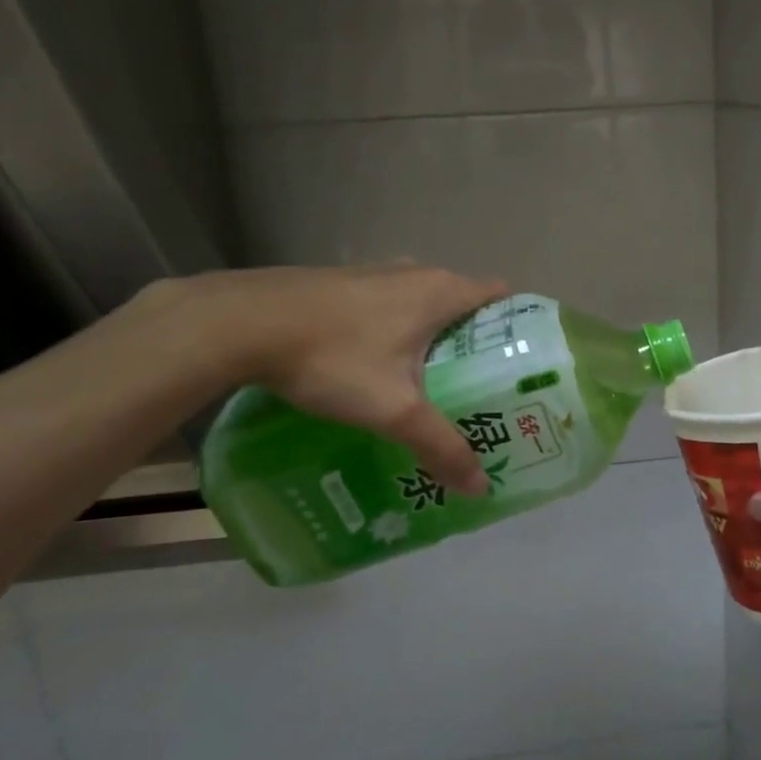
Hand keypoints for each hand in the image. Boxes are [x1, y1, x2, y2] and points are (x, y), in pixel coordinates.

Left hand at [181, 264, 509, 496]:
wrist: (238, 323)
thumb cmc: (332, 357)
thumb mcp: (394, 410)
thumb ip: (441, 446)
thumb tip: (481, 487)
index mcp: (440, 291)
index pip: (501, 296)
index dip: (518, 326)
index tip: (522, 364)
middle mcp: (415, 272)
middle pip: (465, 303)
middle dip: (478, 342)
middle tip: (482, 388)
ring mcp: (374, 274)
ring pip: (424, 304)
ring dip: (435, 337)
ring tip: (436, 384)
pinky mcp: (341, 283)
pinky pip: (389, 306)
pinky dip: (399, 331)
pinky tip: (380, 369)